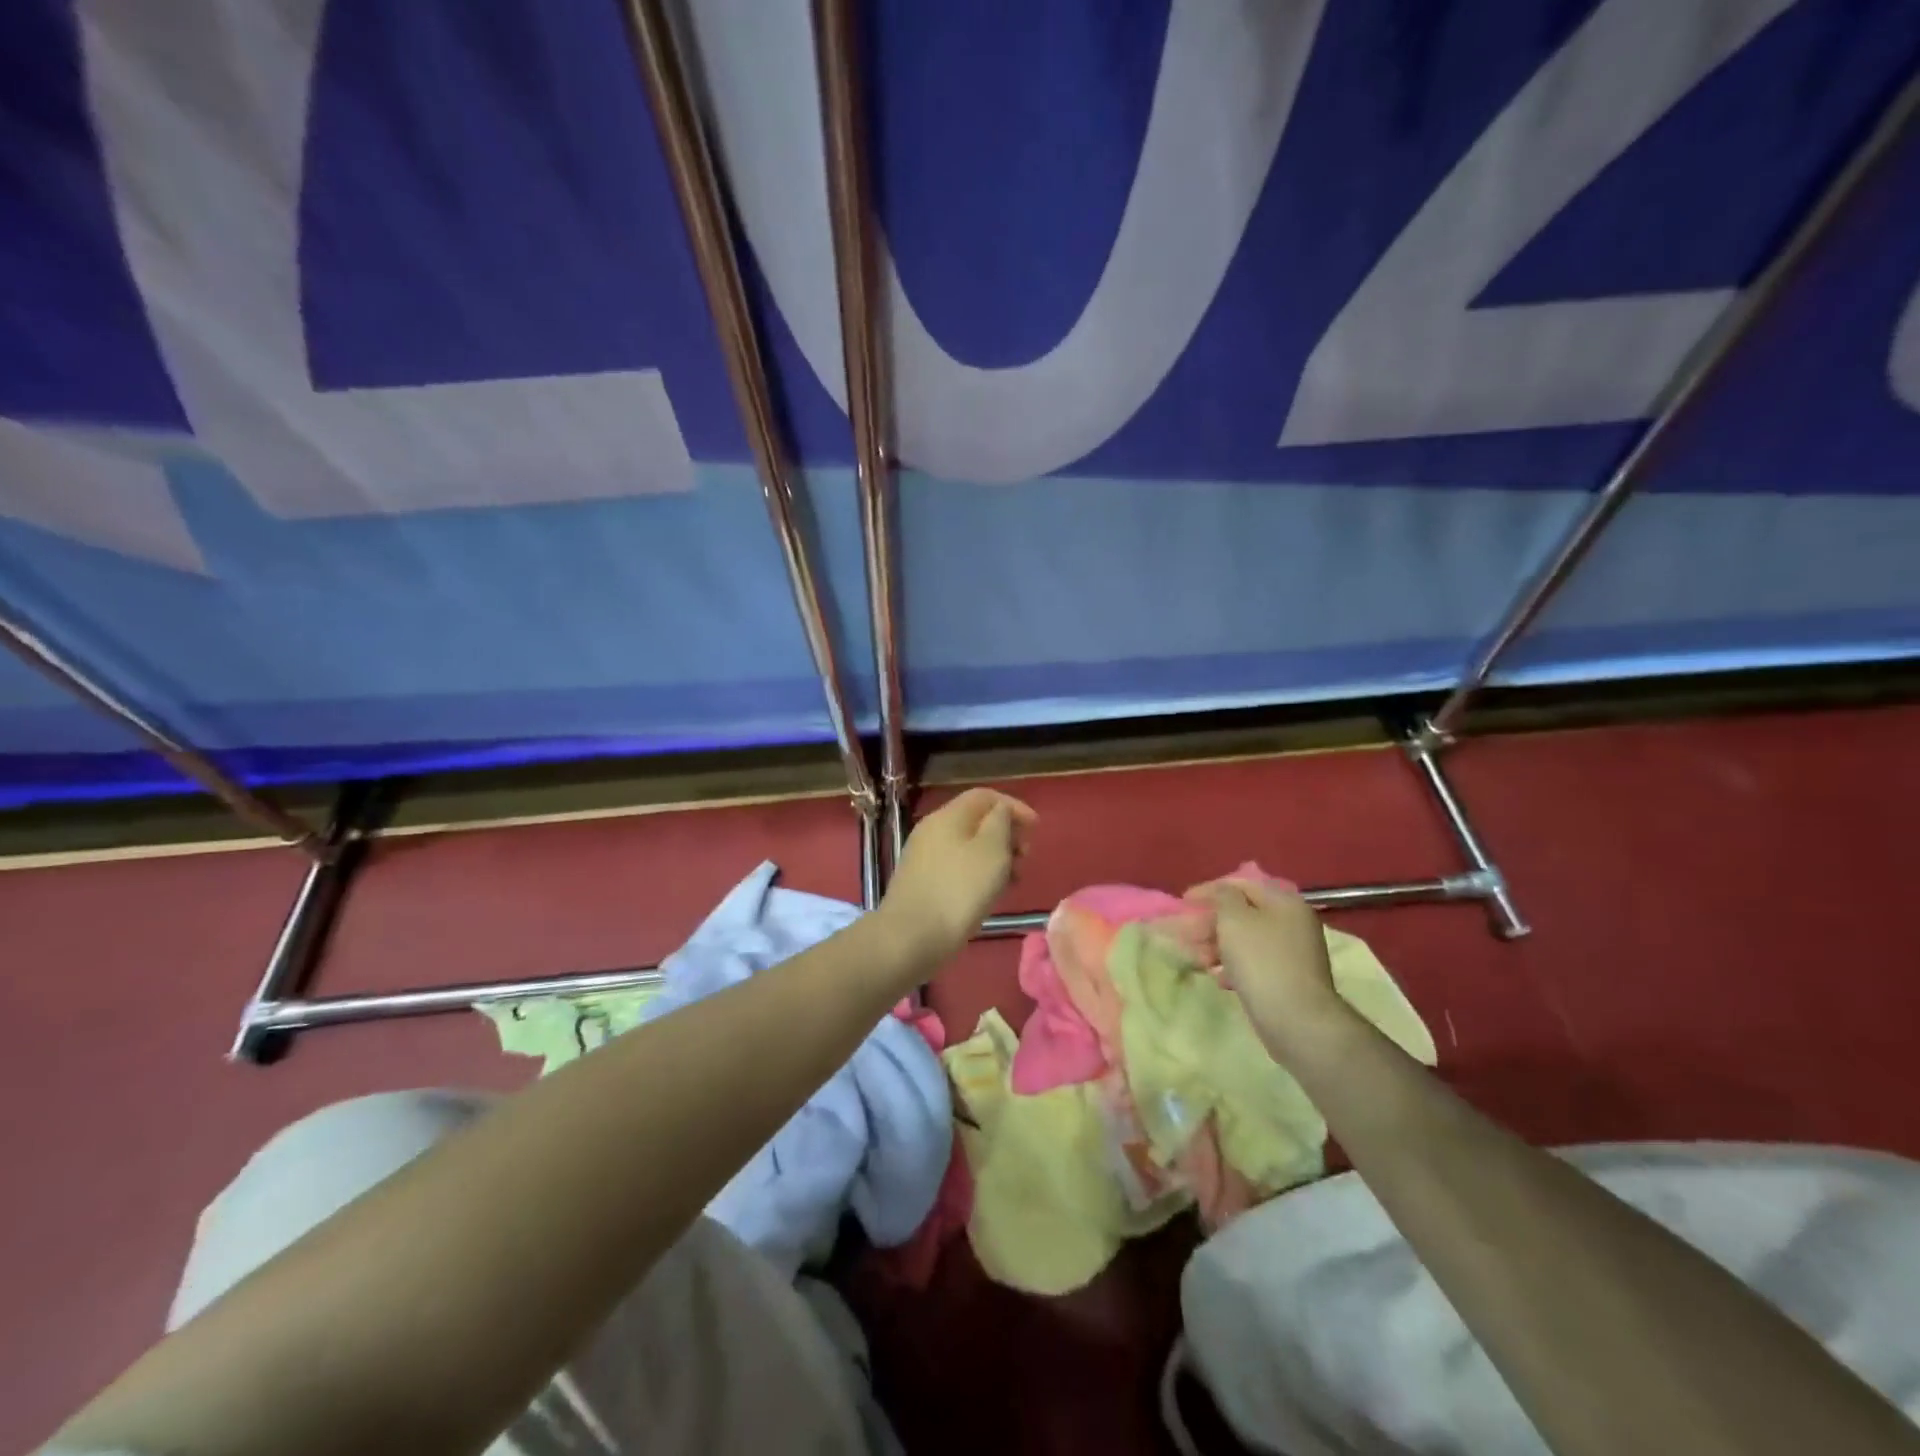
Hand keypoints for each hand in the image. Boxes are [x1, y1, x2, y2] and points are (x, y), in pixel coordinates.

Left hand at [881, 788, 1036, 956]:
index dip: (1013, 806)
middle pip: (976, 820)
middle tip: (1025, 856)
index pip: (985, 796)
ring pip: (968, 846)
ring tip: (1014, 879)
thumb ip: (1001, 822)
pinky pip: (958, 867)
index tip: (1036, 828)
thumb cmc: (959, 890)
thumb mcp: (991, 850)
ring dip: (995, 856)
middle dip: (1006, 833)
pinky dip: (979, 873)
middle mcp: (932, 830)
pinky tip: (991, 894)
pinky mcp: (923, 883)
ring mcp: (925, 858)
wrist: (912, 937)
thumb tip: (1001, 811)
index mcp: (948, 816)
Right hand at [1187, 876, 1346, 1056]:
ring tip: (1198, 960)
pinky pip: (1253, 963)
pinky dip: (1233, 966)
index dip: (1209, 890)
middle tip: (1184, 934)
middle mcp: (1292, 923)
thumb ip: (1223, 896)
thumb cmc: (1261, 960)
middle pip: (1242, 914)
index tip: (1183, 901)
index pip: (1241, 884)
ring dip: (1217, 946)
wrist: (1296, 1019)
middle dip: (1209, 923)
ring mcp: (1291, 953)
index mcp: (1284, 902)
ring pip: (1245, 941)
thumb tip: (1222, 892)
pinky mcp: (1286, 979)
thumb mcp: (1234, 919)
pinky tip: (1219, 979)